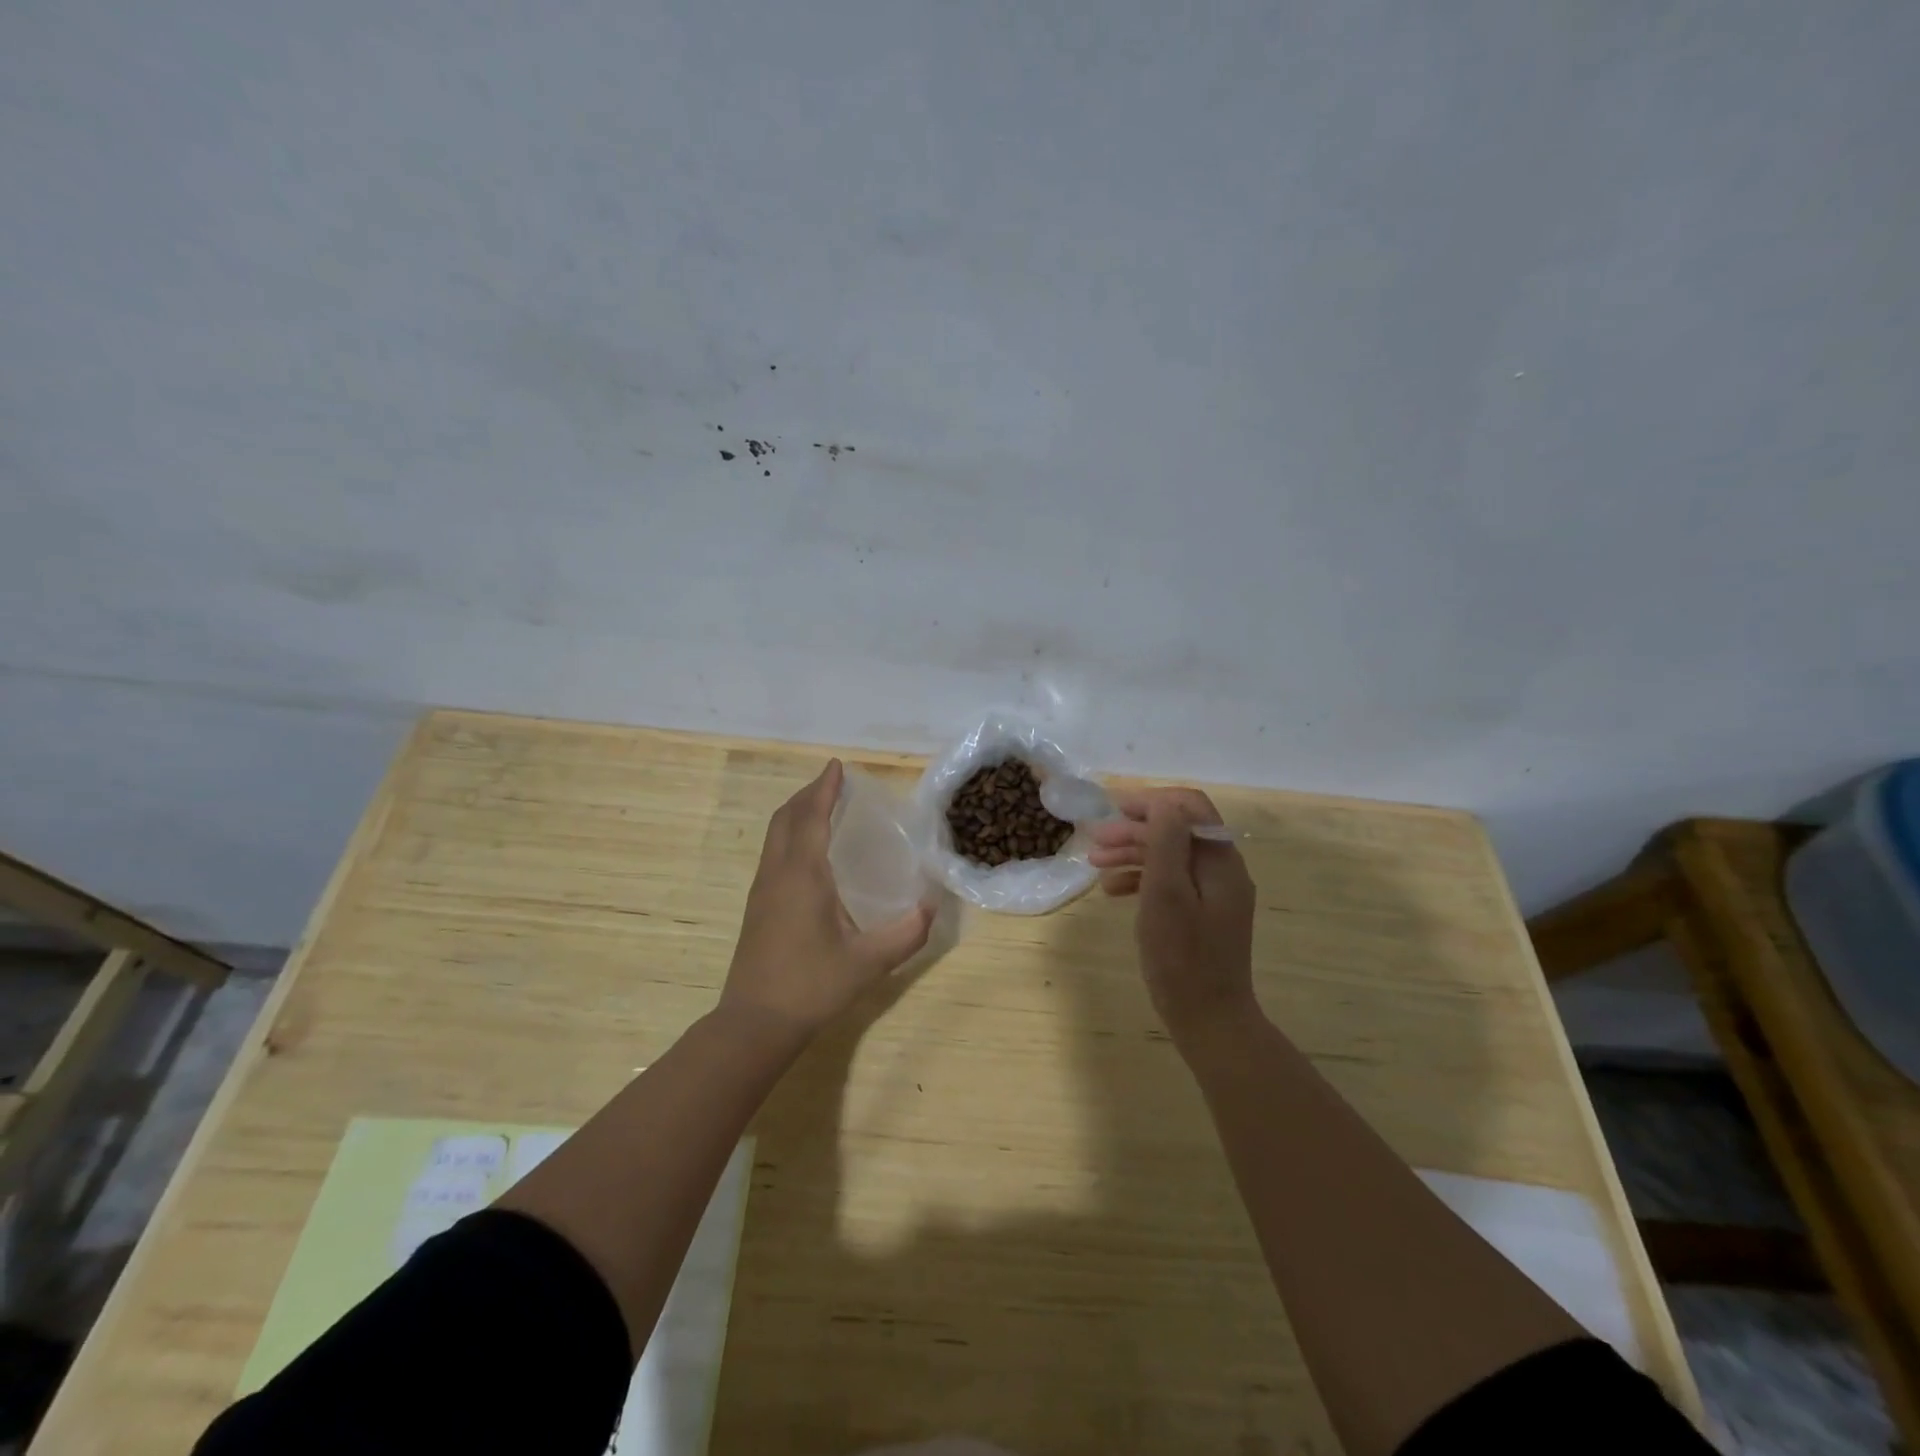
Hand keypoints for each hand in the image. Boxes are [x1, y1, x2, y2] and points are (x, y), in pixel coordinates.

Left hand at [720, 759, 933, 1043]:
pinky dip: (790, 834)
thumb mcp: (868, 962)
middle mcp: (778, 873)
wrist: (755, 1023)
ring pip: (775, 835)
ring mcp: (763, 890)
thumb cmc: (812, 986)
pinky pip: (773, 853)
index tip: (837, 766)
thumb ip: (905, 933)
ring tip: (822, 808)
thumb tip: (931, 908)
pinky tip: (809, 853)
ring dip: (797, 813)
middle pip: (786, 817)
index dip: (824, 788)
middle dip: (808, 794)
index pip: (811, 816)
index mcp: (803, 875)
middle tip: (834, 783)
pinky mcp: (758, 907)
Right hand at [1089, 788, 1257, 1039]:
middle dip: (1135, 830)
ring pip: (1171, 856)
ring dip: (1134, 853)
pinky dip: (1142, 879)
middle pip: (1178, 831)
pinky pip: (1172, 882)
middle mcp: (1222, 871)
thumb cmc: (1182, 957)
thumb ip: (1167, 843)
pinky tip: (1114, 891)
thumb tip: (1162, 803)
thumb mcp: (1166, 893)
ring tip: (1096, 865)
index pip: (1190, 807)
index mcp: (1220, 860)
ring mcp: (1214, 894)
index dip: (1151, 801)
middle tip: (1096, 841)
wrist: (1208, 1019)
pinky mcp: (1203, 915)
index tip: (1114, 809)